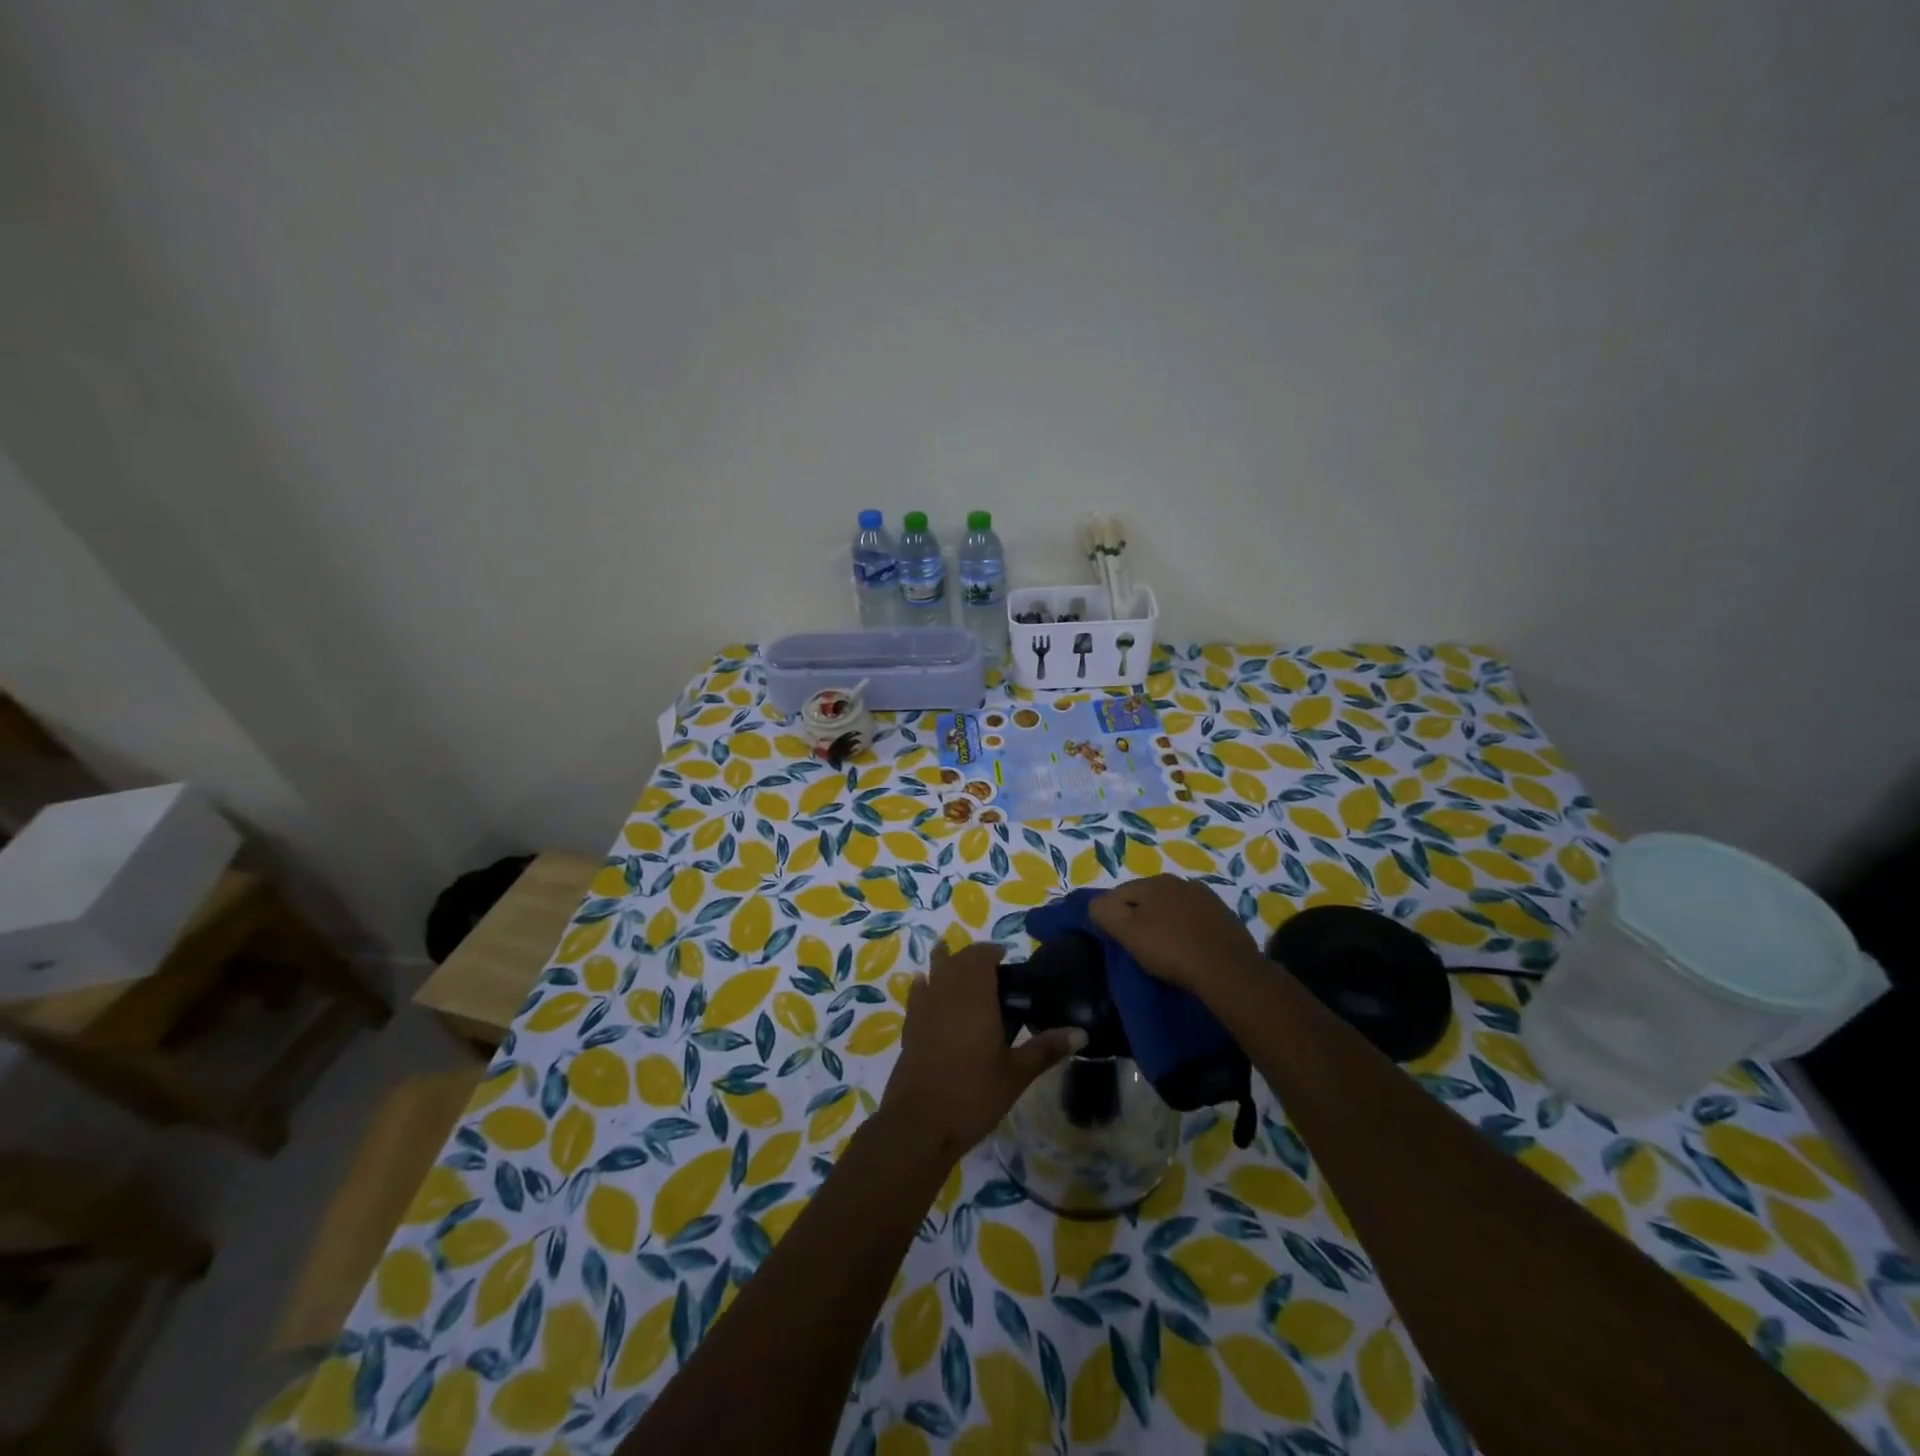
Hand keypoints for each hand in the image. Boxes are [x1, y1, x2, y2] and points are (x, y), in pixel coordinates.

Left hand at [883, 939, 1084, 1155]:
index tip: (1007, 959)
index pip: (981, 956)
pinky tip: (927, 987)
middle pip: (957, 960)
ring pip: (934, 972)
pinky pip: (918, 993)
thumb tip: (1082, 1033)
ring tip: (960, 969)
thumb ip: (1046, 1048)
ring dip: (946, 964)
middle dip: (972, 958)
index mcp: (975, 996)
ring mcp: (924, 1008)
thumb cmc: (974, 1094)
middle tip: (992, 972)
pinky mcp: (909, 1027)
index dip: (992, 952)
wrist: (920, 1124)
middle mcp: (947, 992)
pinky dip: (925, 985)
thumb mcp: (1017, 1073)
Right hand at [1091, 874, 1262, 994]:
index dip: (1113, 915)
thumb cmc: (1171, 949)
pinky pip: (1195, 920)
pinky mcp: (1225, 917)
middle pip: (1148, 898)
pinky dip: (1188, 930)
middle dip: (1141, 916)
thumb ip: (1104, 911)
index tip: (1117, 939)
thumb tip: (1096, 903)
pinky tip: (1190, 950)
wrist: (1228, 971)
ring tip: (1166, 949)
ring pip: (1173, 908)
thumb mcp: (1127, 932)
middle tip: (1139, 945)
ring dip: (1166, 922)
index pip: (1120, 893)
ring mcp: (1206, 898)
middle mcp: (1180, 882)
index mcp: (1154, 882)